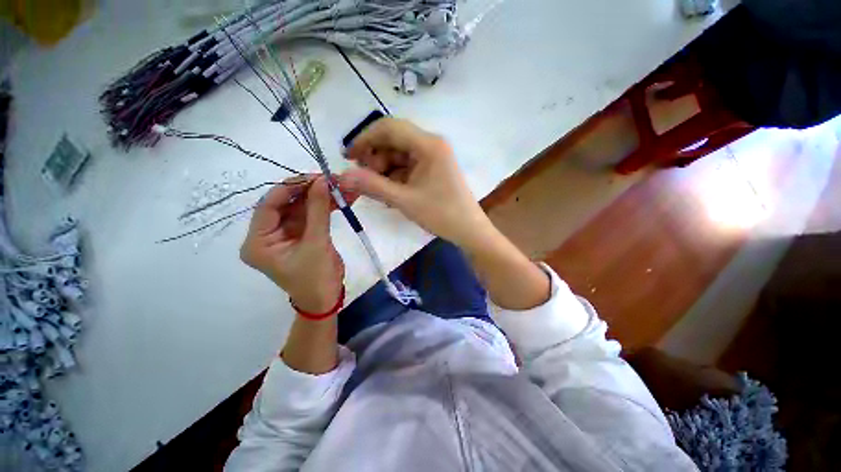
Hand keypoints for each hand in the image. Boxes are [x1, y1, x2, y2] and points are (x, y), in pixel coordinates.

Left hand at [240, 176, 354, 313]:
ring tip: (341, 186)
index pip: (269, 206)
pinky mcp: (302, 234)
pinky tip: (341, 198)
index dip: (290, 188)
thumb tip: (322, 181)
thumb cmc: (316, 278)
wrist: (327, 298)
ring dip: (322, 197)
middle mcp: (267, 234)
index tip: (314, 177)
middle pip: (287, 204)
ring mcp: (286, 234)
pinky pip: (312, 215)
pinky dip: (326, 206)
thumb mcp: (316, 243)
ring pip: (302, 208)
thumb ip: (318, 211)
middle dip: (310, 191)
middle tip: (331, 179)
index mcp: (258, 241)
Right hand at [341, 118, 491, 248]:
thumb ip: (373, 186)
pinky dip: (396, 177)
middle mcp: (431, 144)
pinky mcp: (433, 169)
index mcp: (428, 145)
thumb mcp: (404, 200)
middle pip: (394, 141)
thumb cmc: (441, 214)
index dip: (365, 139)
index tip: (348, 157)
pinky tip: (391, 193)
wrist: (469, 230)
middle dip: (375, 158)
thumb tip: (342, 176)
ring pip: (399, 155)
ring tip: (378, 191)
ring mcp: (433, 157)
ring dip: (384, 170)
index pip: (389, 128)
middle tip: (365, 179)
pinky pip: (408, 167)